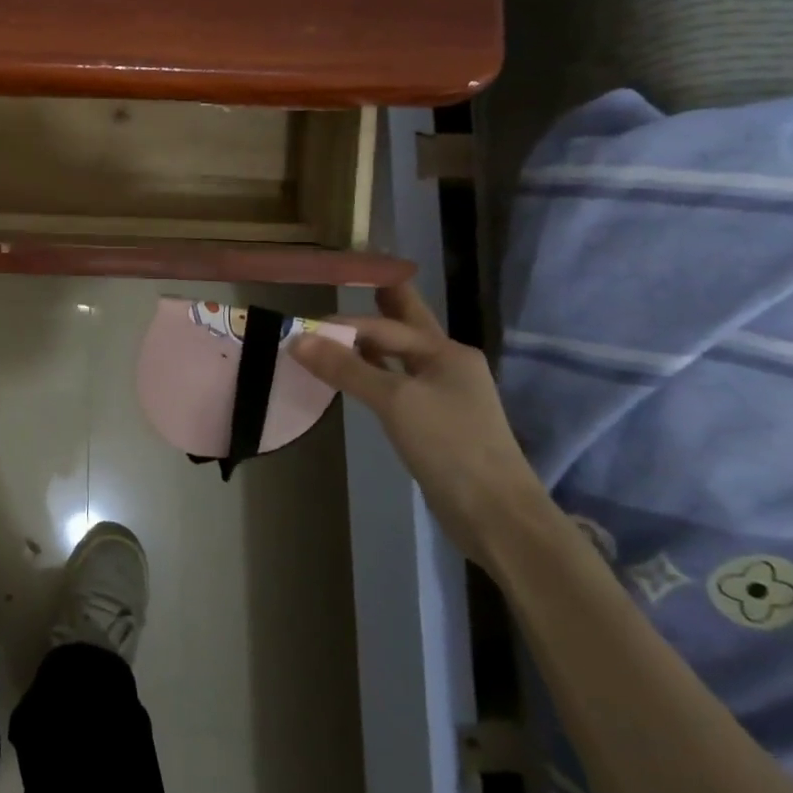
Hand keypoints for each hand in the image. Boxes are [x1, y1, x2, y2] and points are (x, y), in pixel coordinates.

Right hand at [289, 282, 550, 571]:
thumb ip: (346, 368)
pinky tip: (356, 376)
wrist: (496, 513)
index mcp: (446, 352)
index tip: (304, 328)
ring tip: (344, 326)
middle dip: (382, 304)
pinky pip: (398, 384)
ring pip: (401, 356)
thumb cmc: (449, 445)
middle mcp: (448, 365)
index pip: (385, 326)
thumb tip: (297, 339)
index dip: (343, 324)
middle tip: (357, 279)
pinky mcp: (436, 422)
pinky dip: (375, 373)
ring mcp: (445, 395)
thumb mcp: (394, 401)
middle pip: (407, 327)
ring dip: (372, 342)